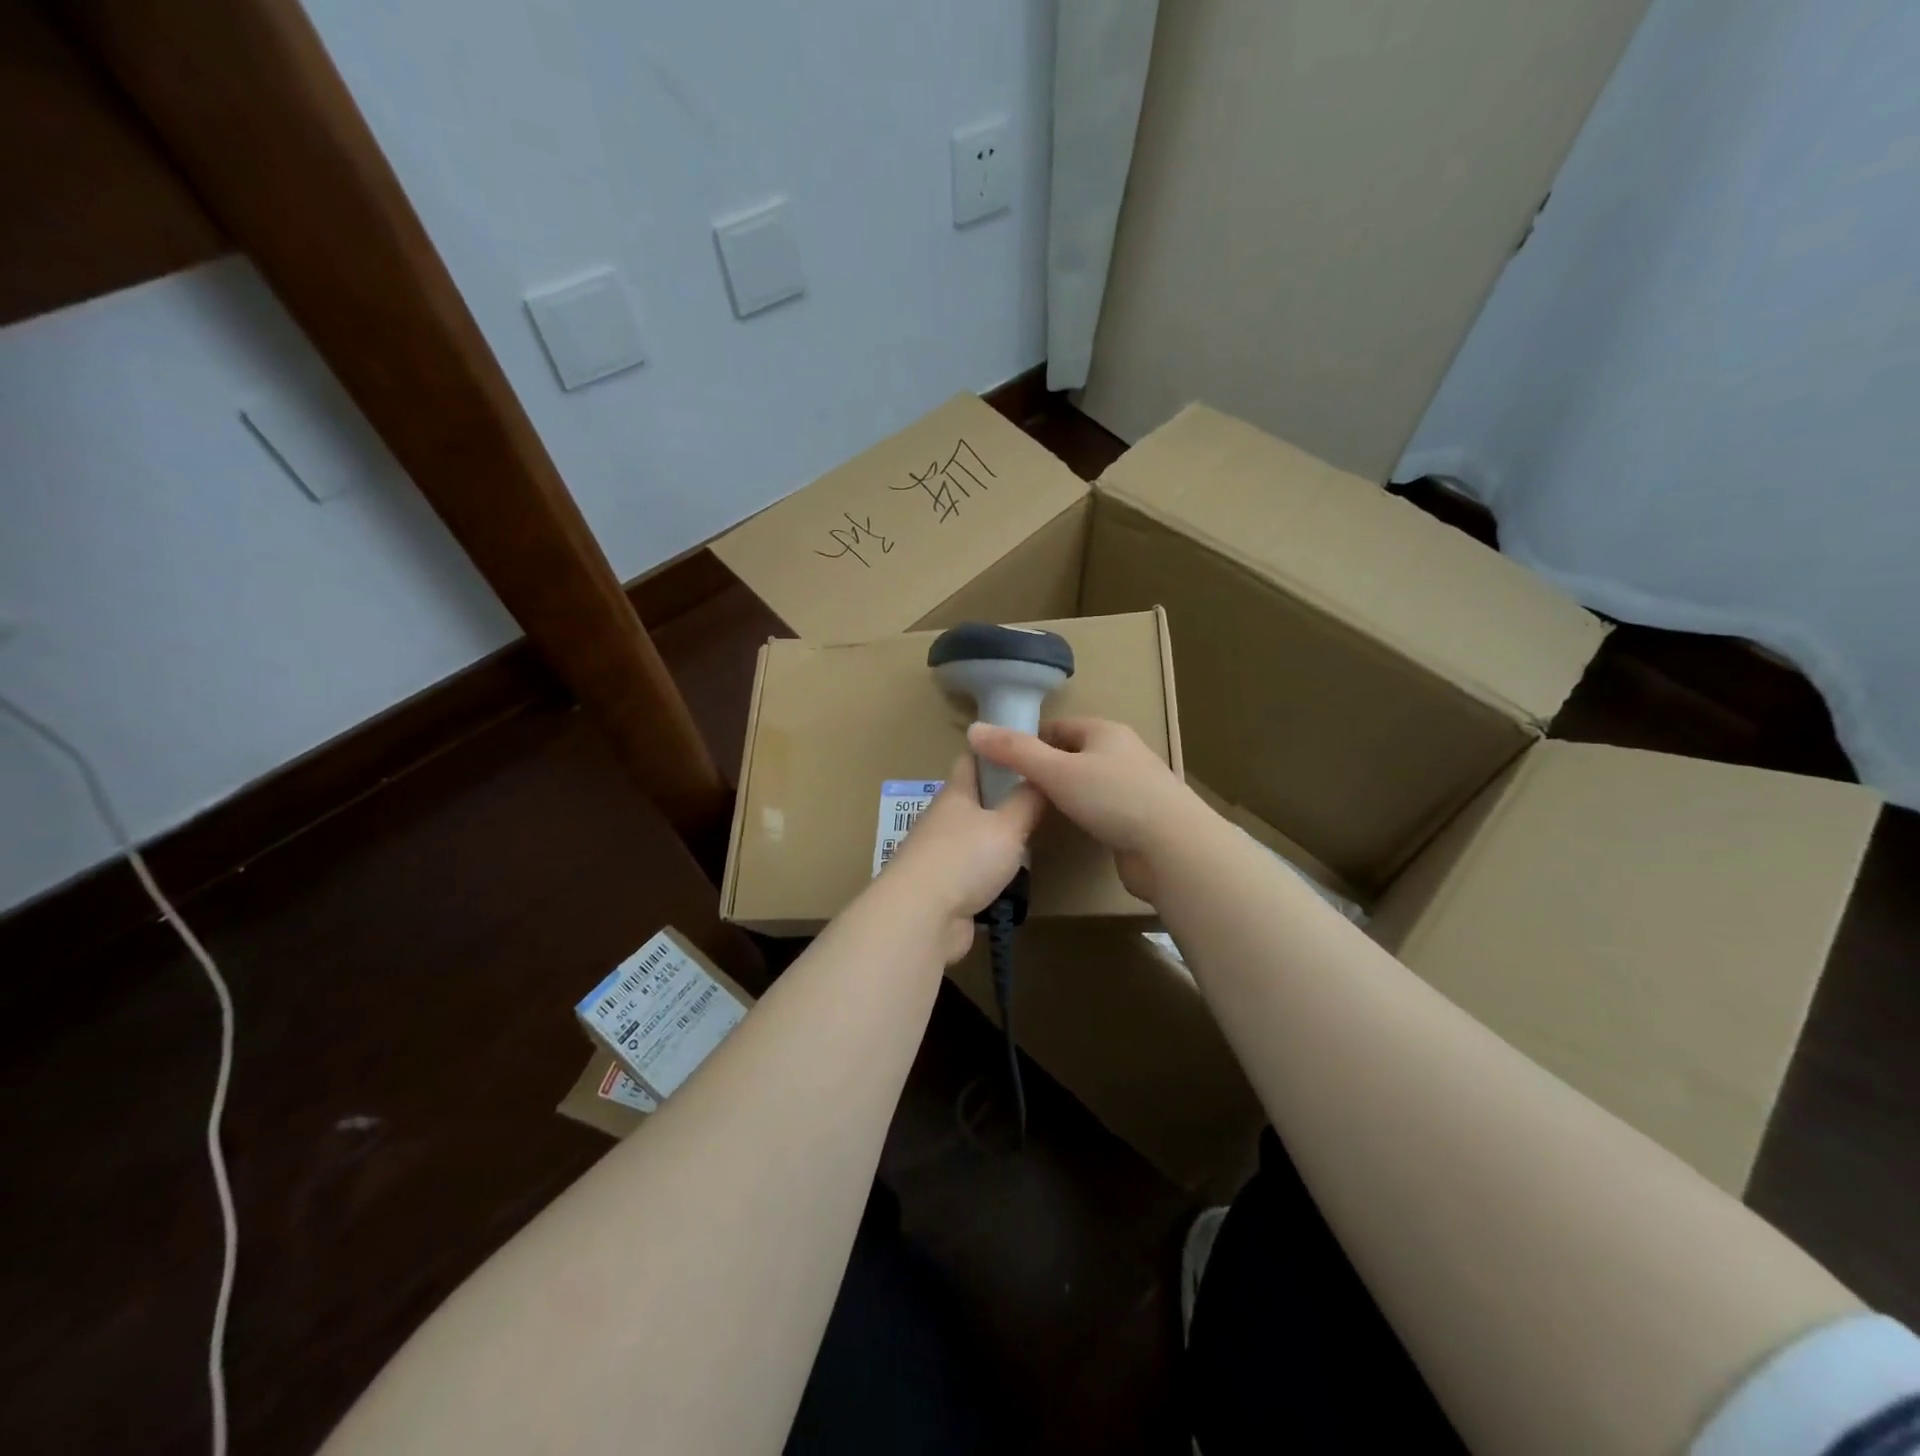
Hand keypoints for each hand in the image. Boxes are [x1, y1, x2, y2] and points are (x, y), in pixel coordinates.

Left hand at [875, 751, 1046, 962]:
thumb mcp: (1008, 825)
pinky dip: (991, 875)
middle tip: (1041, 802)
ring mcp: (939, 856)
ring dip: (998, 841)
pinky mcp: (942, 889)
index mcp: (955, 794)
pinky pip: (972, 873)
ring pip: (974, 838)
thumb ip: (1027, 801)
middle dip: (1003, 800)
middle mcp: (943, 820)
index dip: (996, 751)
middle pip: (974, 801)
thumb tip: (1040, 775)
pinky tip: (1013, 880)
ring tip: (1033, 842)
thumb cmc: (965, 858)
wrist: (921, 917)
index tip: (1025, 750)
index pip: (973, 760)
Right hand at [966, 717, 1203, 903]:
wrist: (1173, 848)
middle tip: (1014, 792)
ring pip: (1088, 783)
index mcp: (1105, 732)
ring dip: (1065, 794)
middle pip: (1073, 754)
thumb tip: (973, 729)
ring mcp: (1136, 786)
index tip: (1003, 764)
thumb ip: (1014, 752)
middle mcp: (1123, 752)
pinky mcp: (1141, 818)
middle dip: (1046, 770)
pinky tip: (1071, 830)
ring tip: (1036, 812)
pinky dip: (1084, 815)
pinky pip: (1103, 809)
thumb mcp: (1056, 771)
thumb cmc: (1113, 798)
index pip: (1058, 727)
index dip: (1029, 742)